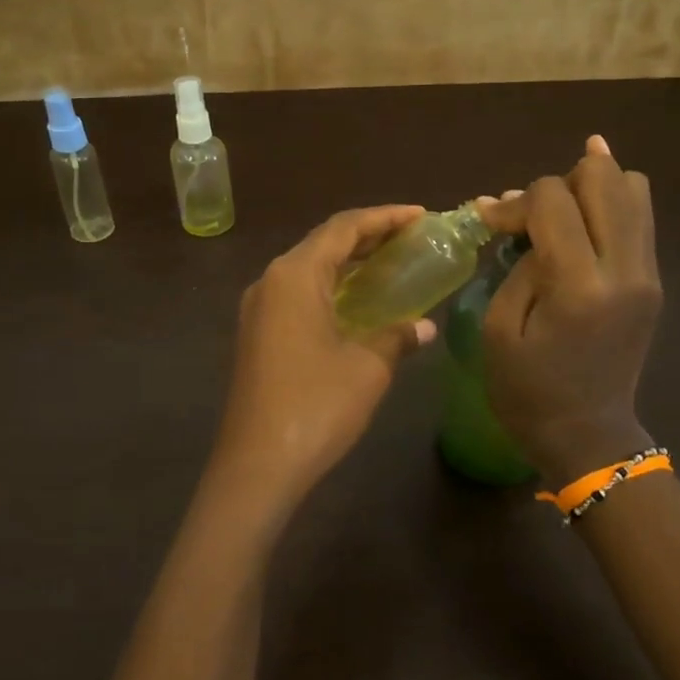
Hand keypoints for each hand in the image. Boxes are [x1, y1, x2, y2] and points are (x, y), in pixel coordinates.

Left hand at [211, 206, 436, 508]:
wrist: (257, 464)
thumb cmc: (316, 406)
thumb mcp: (367, 368)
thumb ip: (396, 336)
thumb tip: (423, 327)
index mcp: (294, 276)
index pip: (343, 228)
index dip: (384, 217)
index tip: (421, 215)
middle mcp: (270, 282)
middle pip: (323, 244)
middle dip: (368, 237)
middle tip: (411, 238)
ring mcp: (258, 310)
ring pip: (309, 271)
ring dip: (348, 264)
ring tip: (390, 264)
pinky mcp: (257, 336)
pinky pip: (298, 296)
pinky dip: (331, 289)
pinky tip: (356, 305)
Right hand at [480, 137, 662, 481]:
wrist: (588, 436)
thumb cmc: (528, 391)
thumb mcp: (499, 329)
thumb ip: (518, 266)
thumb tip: (526, 222)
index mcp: (578, 286)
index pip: (553, 200)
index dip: (515, 202)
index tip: (492, 223)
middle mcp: (624, 270)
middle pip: (603, 178)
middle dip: (559, 182)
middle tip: (531, 214)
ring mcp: (647, 274)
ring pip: (633, 189)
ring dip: (591, 187)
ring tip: (559, 209)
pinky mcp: (653, 282)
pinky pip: (639, 218)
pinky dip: (610, 204)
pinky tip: (583, 209)